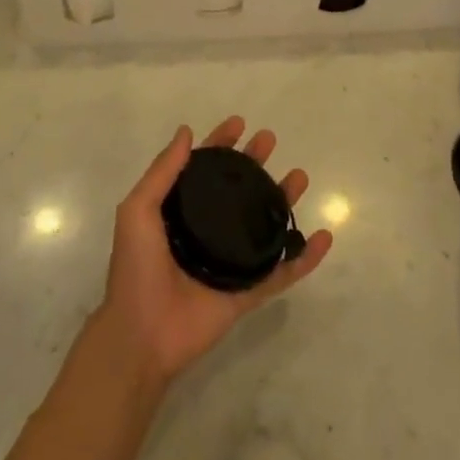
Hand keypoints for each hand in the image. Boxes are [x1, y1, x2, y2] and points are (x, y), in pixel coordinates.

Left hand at [97, 117, 331, 387]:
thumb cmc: (136, 269)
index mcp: (179, 212)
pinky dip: (305, 258)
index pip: (204, 170)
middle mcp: (205, 232)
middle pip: (237, 190)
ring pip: (263, 225)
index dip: (220, 145)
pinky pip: (282, 273)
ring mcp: (229, 262)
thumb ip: (161, 173)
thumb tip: (186, 131)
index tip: (240, 124)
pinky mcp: (247, 293)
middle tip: (270, 140)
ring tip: (300, 177)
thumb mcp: (137, 212)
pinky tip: (323, 238)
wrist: (142, 335)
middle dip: (254, 163)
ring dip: (283, 200)